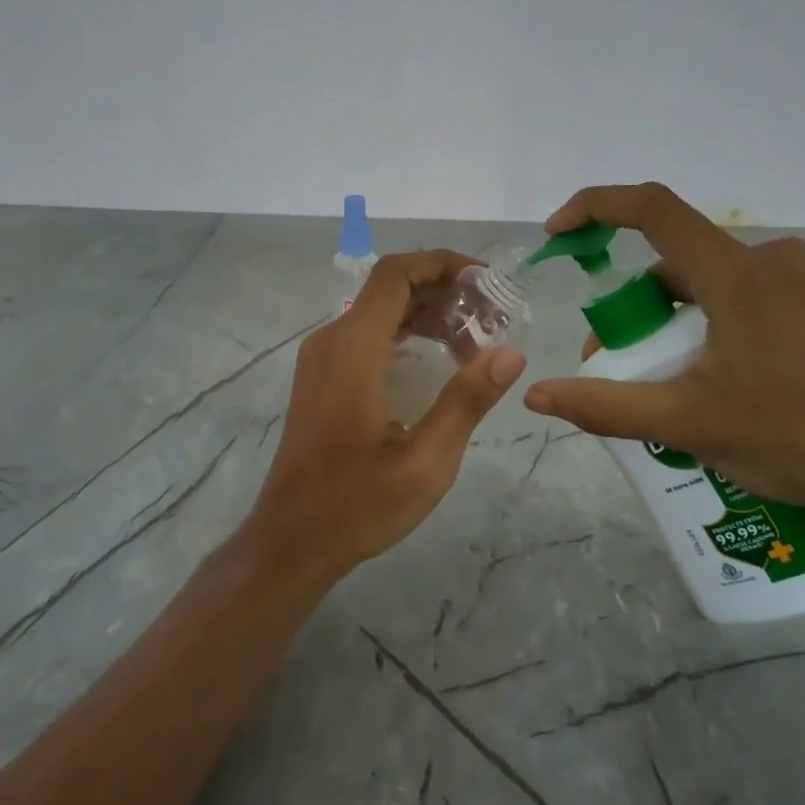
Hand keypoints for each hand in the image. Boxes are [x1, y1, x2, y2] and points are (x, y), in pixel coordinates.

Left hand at [245, 251, 526, 579]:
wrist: (292, 540)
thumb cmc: (357, 505)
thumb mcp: (425, 461)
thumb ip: (466, 401)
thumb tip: (511, 354)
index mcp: (353, 349)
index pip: (395, 275)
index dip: (442, 264)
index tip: (486, 282)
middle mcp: (331, 340)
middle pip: (389, 288)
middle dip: (443, 290)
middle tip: (493, 315)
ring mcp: (322, 358)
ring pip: (378, 310)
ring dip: (426, 312)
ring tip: (476, 336)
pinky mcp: (322, 376)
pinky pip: (367, 334)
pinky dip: (405, 332)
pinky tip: (438, 358)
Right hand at [522, 184, 804, 528]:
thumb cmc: (793, 440)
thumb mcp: (686, 423)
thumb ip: (604, 405)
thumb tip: (536, 395)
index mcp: (738, 275)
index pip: (653, 209)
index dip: (596, 208)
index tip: (558, 235)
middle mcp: (770, 260)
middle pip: (673, 259)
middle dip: (630, 304)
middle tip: (610, 361)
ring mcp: (799, 281)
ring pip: (704, 281)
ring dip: (665, 319)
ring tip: (655, 382)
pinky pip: (736, 295)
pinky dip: (701, 323)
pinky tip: (702, 377)